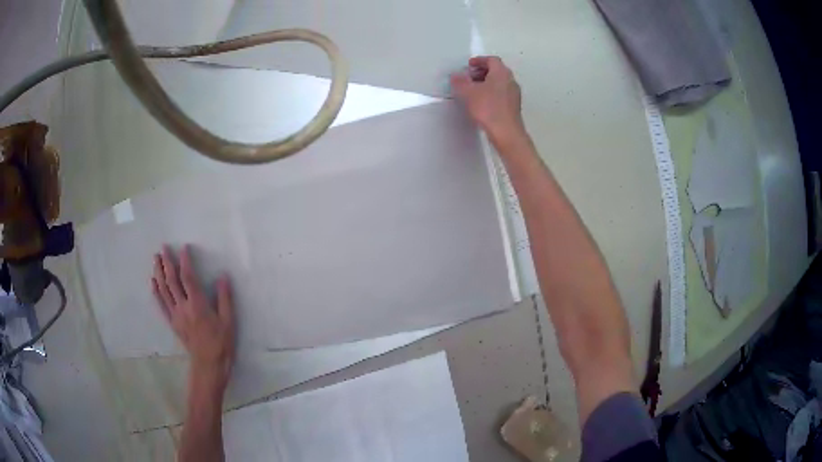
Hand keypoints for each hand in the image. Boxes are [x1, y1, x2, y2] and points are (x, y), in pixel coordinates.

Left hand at [152, 245, 234, 390]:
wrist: (208, 365)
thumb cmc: (221, 343)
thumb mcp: (229, 321)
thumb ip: (225, 298)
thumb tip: (223, 277)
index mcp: (198, 304)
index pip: (188, 277)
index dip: (185, 261)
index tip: (184, 248)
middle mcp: (183, 307)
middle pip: (172, 280)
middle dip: (167, 262)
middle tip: (163, 247)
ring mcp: (175, 315)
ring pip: (164, 290)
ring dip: (159, 272)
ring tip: (156, 259)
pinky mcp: (172, 322)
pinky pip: (161, 304)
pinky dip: (156, 291)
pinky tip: (153, 282)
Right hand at [450, 56, 525, 144]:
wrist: (506, 132)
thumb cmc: (488, 108)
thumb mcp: (468, 93)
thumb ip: (460, 81)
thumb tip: (456, 76)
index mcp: (501, 72)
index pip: (491, 60)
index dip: (479, 61)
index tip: (468, 65)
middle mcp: (511, 80)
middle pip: (496, 70)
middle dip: (482, 72)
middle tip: (469, 78)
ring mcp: (514, 94)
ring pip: (499, 83)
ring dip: (487, 83)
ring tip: (473, 90)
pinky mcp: (514, 106)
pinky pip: (502, 93)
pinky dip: (492, 93)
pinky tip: (482, 102)